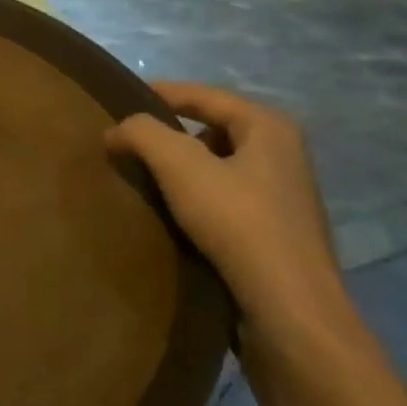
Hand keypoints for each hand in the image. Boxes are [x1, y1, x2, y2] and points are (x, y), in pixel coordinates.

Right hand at [106, 83, 364, 373]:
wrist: (289, 311)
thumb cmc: (239, 224)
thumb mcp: (180, 166)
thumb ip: (142, 133)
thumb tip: (116, 129)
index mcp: (269, 127)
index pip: (203, 96)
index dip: (159, 93)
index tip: (118, 101)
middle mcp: (283, 155)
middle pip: (211, 130)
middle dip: (168, 136)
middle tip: (126, 146)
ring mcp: (282, 197)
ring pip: (216, 168)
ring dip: (179, 172)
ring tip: (140, 182)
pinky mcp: (275, 234)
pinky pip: (223, 200)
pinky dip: (193, 200)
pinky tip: (168, 217)